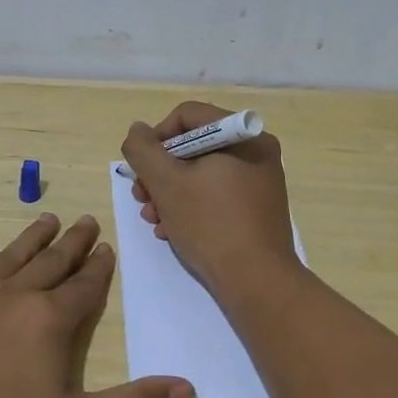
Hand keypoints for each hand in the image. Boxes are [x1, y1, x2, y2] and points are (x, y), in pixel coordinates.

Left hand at [0, 214, 193, 397]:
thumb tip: (186, 386)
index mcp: (50, 320)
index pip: (84, 285)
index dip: (99, 267)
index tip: (107, 247)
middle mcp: (14, 297)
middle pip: (51, 262)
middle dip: (72, 242)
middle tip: (86, 220)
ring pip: (8, 259)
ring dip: (30, 238)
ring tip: (46, 219)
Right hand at [120, 102, 298, 295]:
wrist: (257, 281)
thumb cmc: (210, 224)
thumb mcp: (166, 183)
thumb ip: (144, 150)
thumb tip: (138, 131)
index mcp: (243, 135)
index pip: (187, 115)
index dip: (156, 138)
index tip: (141, 168)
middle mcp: (256, 151)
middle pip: (193, 146)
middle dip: (160, 173)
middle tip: (141, 198)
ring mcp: (259, 181)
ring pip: (201, 174)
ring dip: (169, 193)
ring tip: (153, 219)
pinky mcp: (257, 209)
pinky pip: (216, 194)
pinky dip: (191, 207)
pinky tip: (172, 230)